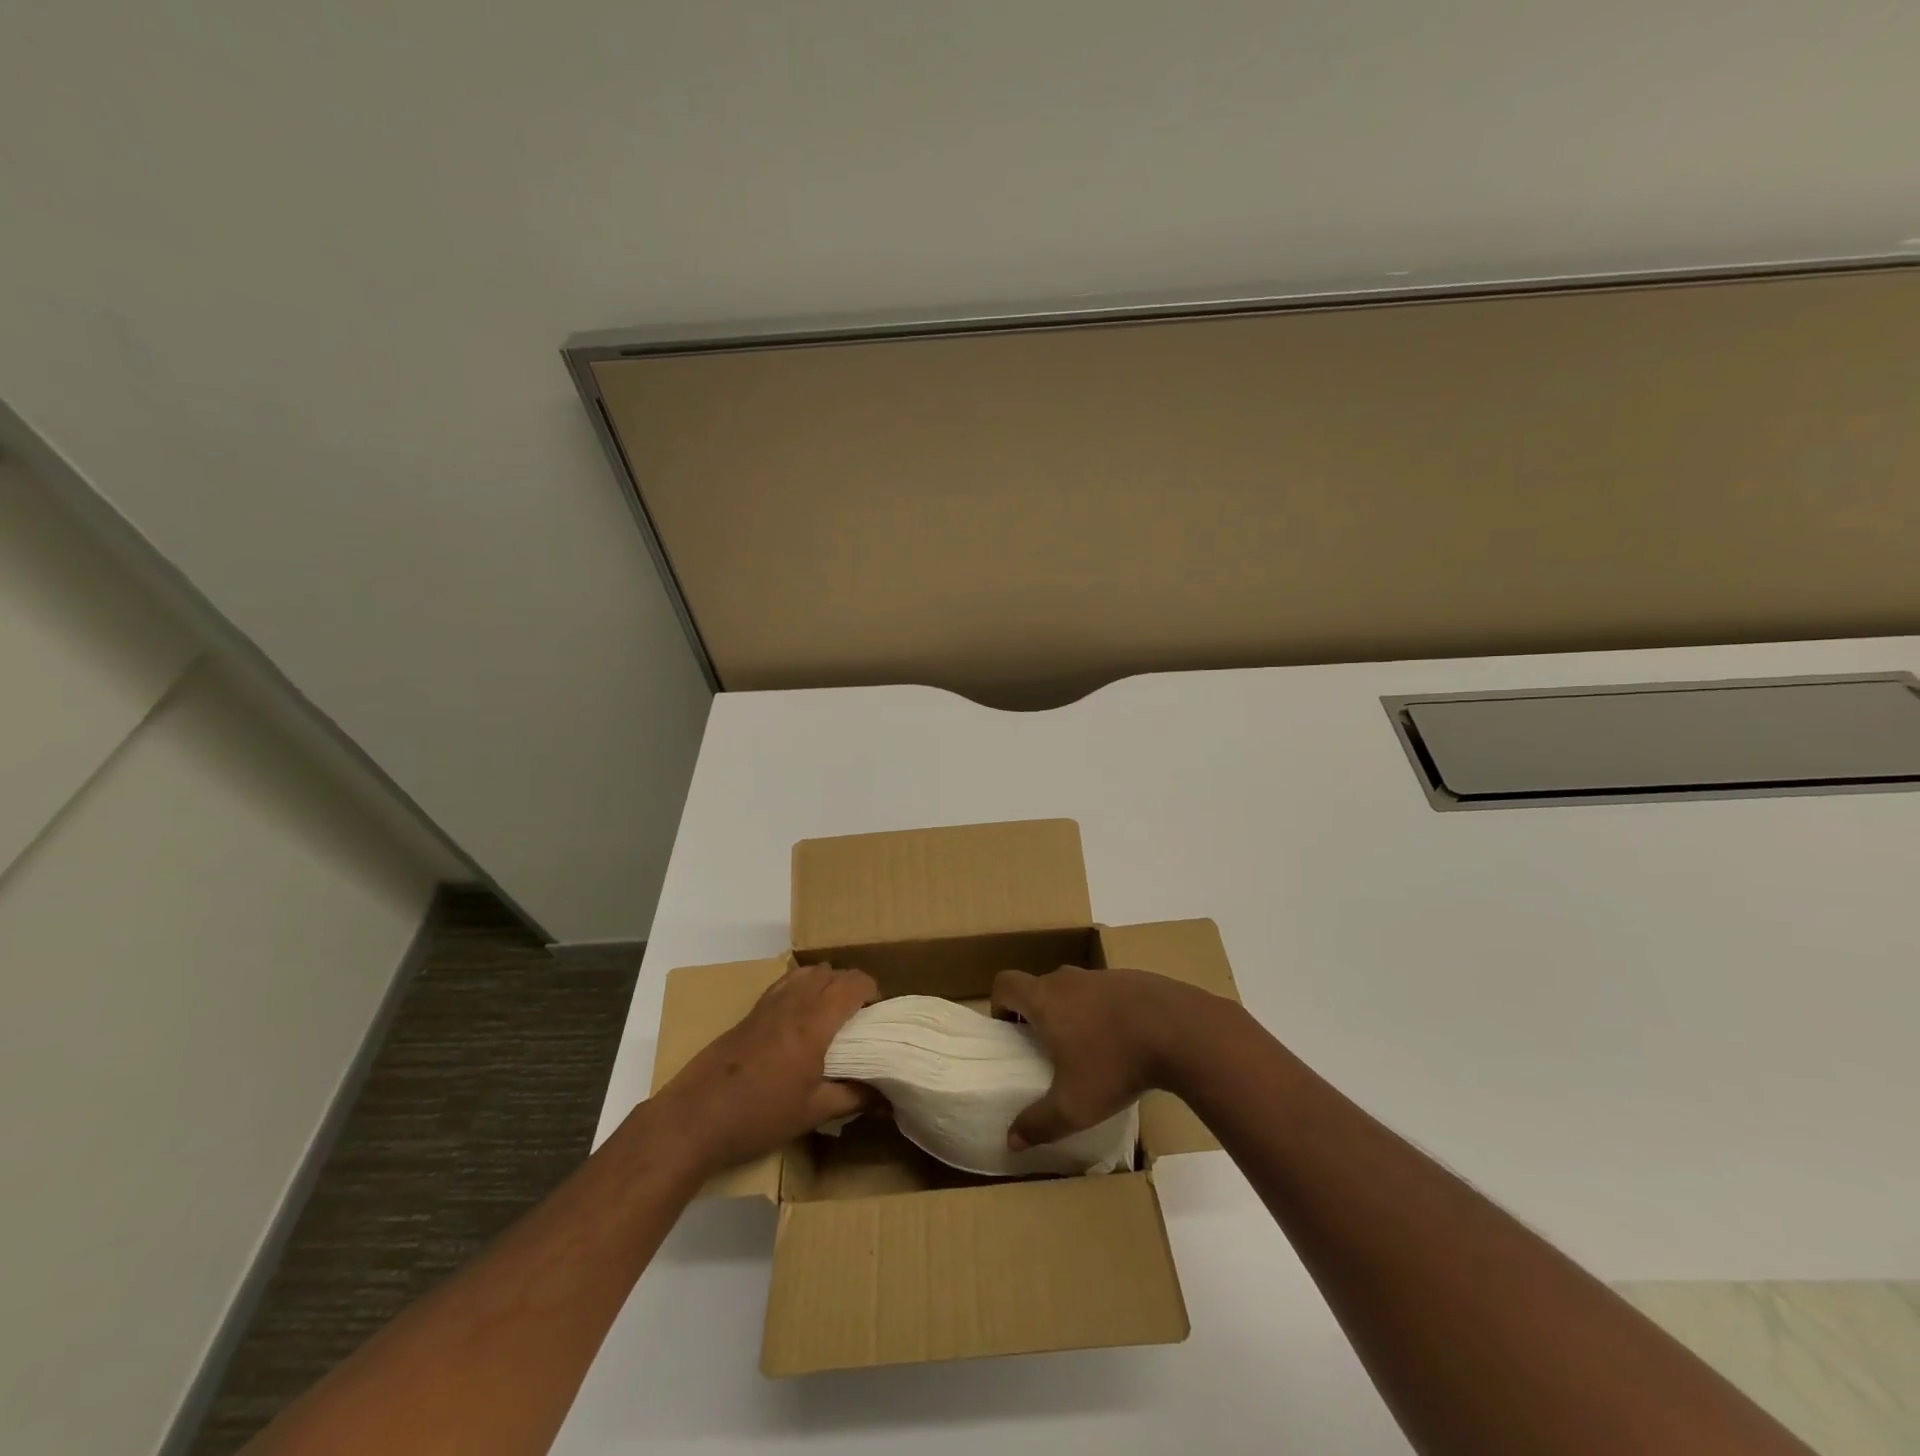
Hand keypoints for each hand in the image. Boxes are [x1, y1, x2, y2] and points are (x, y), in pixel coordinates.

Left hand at [657, 962, 877, 1172]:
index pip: (854, 983)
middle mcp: (794, 1002)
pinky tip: (800, 1016)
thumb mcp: (812, 1113)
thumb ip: (853, 1098)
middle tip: (859, 1018)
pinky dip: (802, 986)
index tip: (878, 1015)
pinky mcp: (751, 1012)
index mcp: (815, 1022)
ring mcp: (769, 1003)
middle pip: (833, 972)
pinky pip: (786, 982)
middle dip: (853, 986)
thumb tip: (886, 1096)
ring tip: (832, 1013)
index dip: (873, 991)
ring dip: (827, 983)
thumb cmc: (759, 1115)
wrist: (696, 1117)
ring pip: (808, 972)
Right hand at [991, 966, 1236, 1149]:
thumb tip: (1011, 1140)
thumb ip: (1039, 1124)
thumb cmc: (1115, 1063)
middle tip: (1046, 1048)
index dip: (999, 1004)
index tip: (1009, 1031)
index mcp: (1046, 999)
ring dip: (1072, 1011)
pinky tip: (1125, 1041)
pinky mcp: (1134, 979)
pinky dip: (1105, 1011)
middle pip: (1040, 985)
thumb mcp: (1074, 1106)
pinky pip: (1106, 993)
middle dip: (1036, 1012)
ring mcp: (1103, 976)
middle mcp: (1069, 980)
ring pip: (1075, 988)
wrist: (1179, 1029)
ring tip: (1089, 1049)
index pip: (1006, 983)